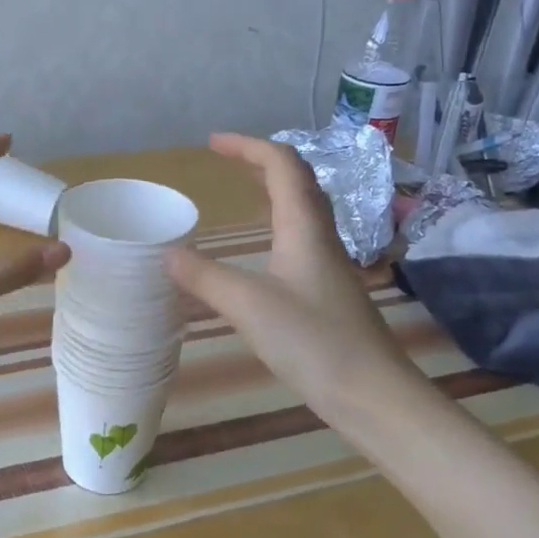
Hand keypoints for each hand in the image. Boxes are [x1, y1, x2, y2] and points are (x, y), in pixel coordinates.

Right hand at [165, 133, 424, 423]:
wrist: (372, 394)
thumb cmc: (313, 341)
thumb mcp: (248, 305)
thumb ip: (204, 276)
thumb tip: (165, 253)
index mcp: (304, 227)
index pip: (281, 164)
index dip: (247, 146)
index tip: (211, 143)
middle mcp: (320, 235)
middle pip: (296, 180)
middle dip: (259, 161)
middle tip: (223, 161)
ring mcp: (327, 263)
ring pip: (301, 209)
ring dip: (271, 189)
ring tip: (240, 190)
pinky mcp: (326, 289)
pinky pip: (299, 237)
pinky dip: (275, 223)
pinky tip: (261, 248)